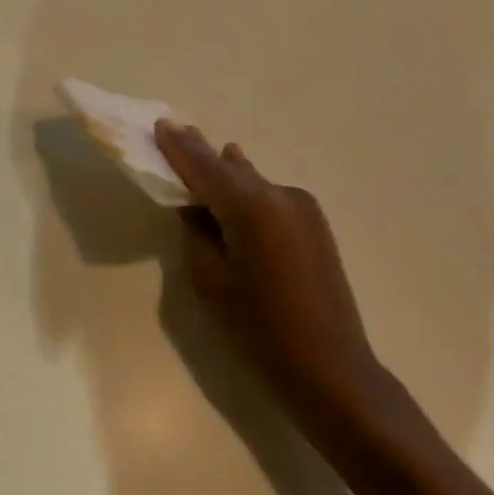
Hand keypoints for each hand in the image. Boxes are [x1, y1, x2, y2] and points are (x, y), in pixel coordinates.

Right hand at [155, 122, 386, 433]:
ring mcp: (302, 207)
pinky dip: (247, 190)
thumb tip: (197, 208)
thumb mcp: (211, 281)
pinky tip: (236, 187)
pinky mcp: (314, 223)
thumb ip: (197, 233)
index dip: (179, 147)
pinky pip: (269, 195)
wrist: (333, 370)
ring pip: (252, 179)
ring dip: (226, 171)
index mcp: (251, 206)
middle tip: (176, 130)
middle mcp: (279, 195)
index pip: (204, 166)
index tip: (160, 124)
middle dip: (201, 153)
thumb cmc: (261, 330)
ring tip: (204, 154)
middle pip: (229, 167)